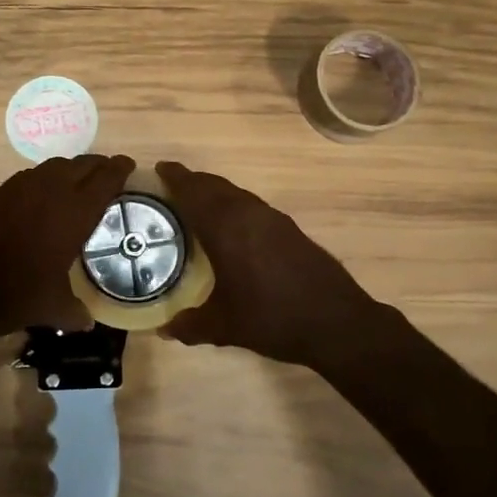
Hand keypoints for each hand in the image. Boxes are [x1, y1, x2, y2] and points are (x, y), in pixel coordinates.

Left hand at [0, 154, 135, 344]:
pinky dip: (47, 178)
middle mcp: (51, 191)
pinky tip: (45, 196)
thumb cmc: (13, 295)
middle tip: (110, 173)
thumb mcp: (52, 308)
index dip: (119, 169)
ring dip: (73, 169)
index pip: (105, 179)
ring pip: (56, 165)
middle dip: (99, 165)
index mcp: (73, 213)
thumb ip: (75, 312)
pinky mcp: (0, 192)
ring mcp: (22, 187)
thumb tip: (88, 322)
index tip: (129, 165)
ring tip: (80, 182)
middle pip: (82, 164)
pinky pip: (33, 175)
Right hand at [157, 161, 405, 370]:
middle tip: (172, 187)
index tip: (159, 168)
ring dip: (215, 192)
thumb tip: (165, 328)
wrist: (336, 322)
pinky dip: (234, 205)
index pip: (194, 191)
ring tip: (198, 205)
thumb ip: (191, 325)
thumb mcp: (225, 327)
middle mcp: (248, 213)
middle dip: (193, 182)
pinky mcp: (290, 228)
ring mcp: (273, 219)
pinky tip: (232, 228)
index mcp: (226, 228)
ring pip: (236, 193)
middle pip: (215, 185)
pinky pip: (252, 205)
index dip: (175, 177)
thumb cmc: (272, 319)